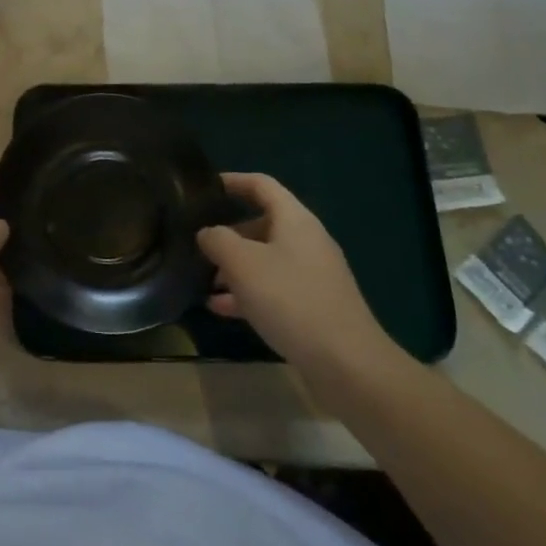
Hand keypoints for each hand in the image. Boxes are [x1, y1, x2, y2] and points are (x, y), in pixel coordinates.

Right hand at [198, 173, 400, 389]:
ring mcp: (313, 275)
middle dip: (228, 234)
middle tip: (198, 246)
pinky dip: (248, 293)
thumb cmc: (290, 300)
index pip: (261, 185)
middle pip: (261, 224)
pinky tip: (221, 309)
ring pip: (265, 260)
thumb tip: (207, 232)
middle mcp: (306, 241)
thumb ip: (218, 240)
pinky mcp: (314, 306)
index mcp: (294, 220)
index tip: (205, 187)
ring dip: (235, 268)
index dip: (233, 181)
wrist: (347, 364)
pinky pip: (274, 288)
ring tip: (204, 282)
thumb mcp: (242, 264)